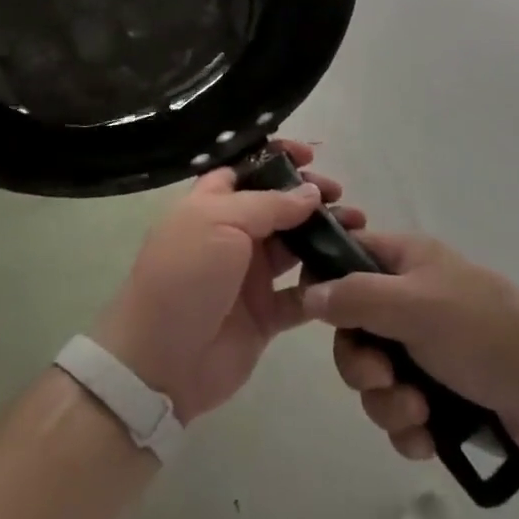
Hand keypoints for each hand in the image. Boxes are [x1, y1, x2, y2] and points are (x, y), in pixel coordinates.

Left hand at [92, 141, 360, 423]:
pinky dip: (324, 284)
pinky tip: (348, 273)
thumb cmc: (185, 277)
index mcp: (212, 204)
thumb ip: (269, 204)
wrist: (160, 361)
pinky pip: (302, 294)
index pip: (248, 170)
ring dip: (325, 235)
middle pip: (279, 206)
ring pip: (296, 246)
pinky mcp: (266, 314)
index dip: (277, 158)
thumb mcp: (219, 223)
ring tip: (357, 227)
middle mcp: (233, 234)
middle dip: (310, 196)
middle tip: (339, 195)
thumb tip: (311, 192)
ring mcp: (250, 275)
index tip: (310, 156)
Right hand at [302, 232, 518, 464]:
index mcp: (407, 263)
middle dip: (361, 365)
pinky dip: (409, 428)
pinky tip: (428, 438)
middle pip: (354, 330)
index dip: (327, 284)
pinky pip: (401, 412)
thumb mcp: (413, 305)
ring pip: (376, 378)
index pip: (348, 257)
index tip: (318, 316)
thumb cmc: (482, 332)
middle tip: (384, 376)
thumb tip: (309, 294)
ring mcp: (429, 349)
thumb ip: (355, 297)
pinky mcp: (444, 395)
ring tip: (419, 412)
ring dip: (387, 403)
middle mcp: (412, 301)